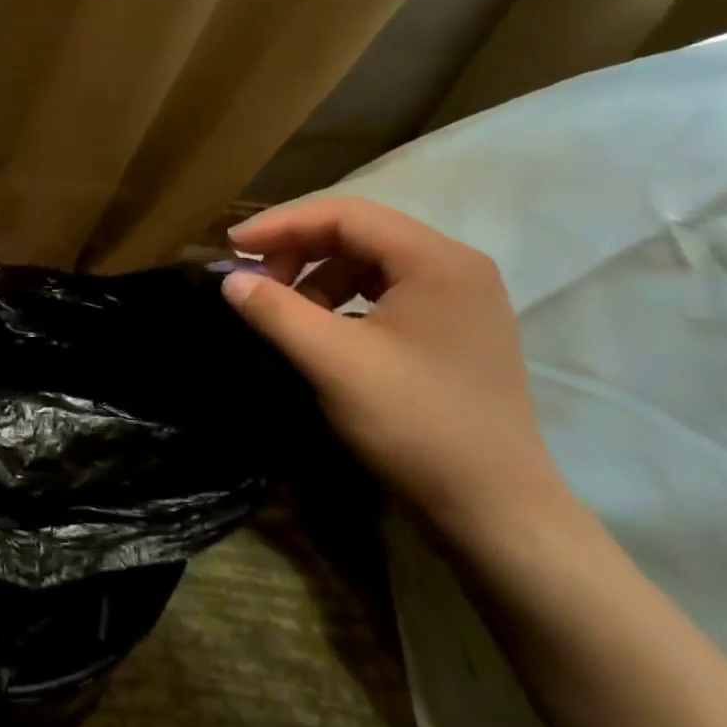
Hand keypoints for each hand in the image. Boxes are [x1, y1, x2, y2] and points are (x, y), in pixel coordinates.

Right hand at [221, 196, 577, 552]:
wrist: (496, 511)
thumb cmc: (416, 424)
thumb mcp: (334, 362)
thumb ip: (276, 311)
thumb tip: (230, 279)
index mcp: (436, 260)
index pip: (345, 215)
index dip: (281, 224)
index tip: (232, 247)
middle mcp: (455, 266)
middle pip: (358, 233)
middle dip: (297, 250)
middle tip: (254, 280)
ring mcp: (459, 299)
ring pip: (369, 263)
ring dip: (316, 276)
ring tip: (283, 308)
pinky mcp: (453, 330)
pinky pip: (384, 293)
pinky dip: (341, 300)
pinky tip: (319, 329)